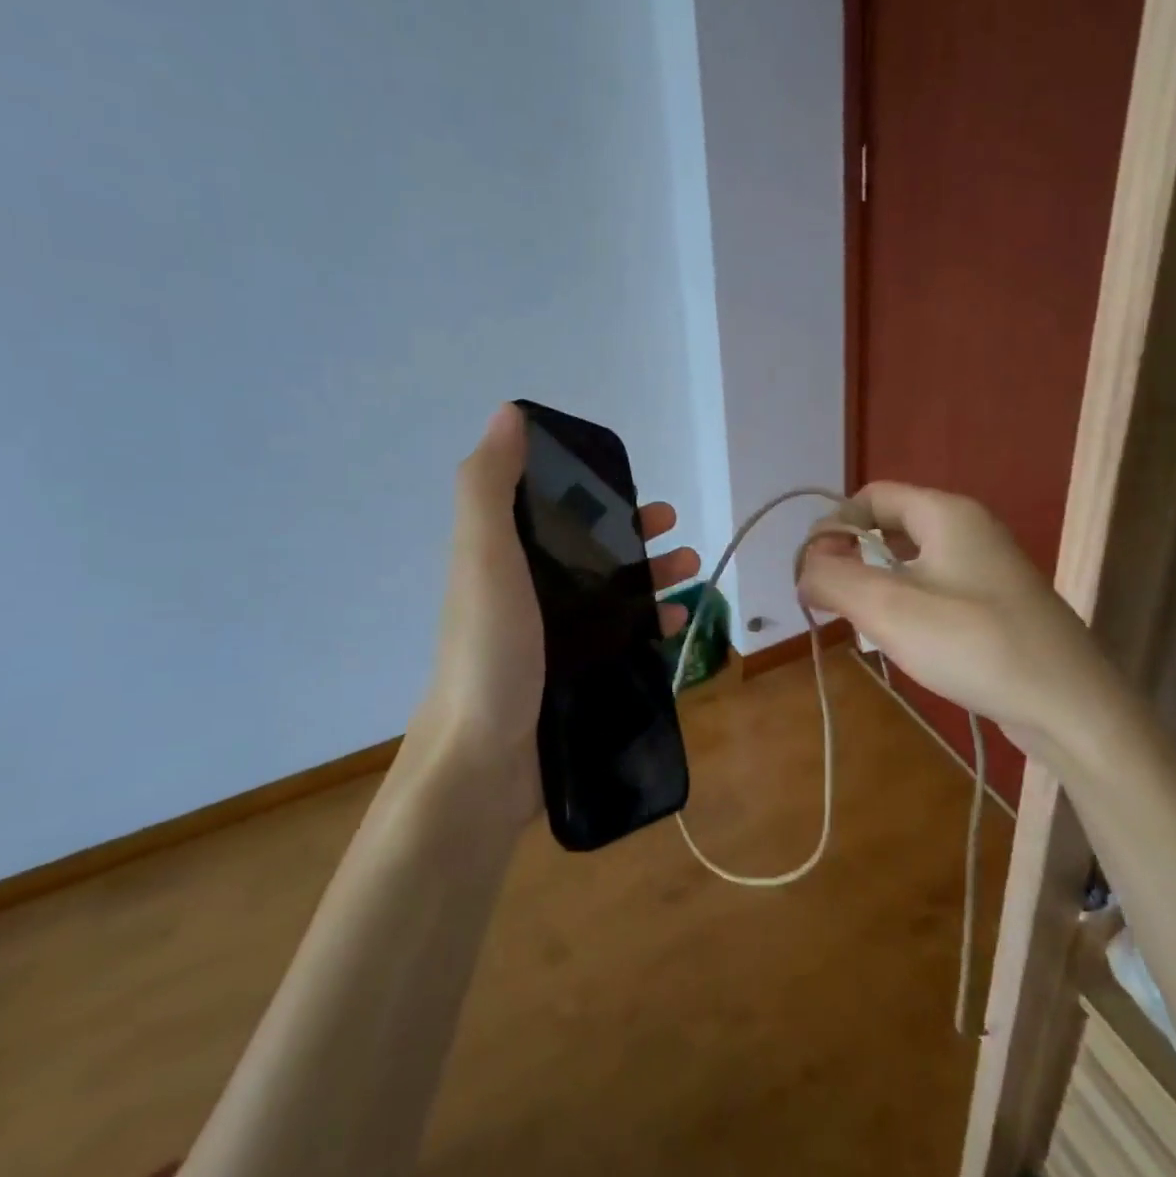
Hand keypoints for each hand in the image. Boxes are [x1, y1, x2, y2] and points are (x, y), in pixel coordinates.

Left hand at [408, 404, 699, 824]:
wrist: (481, 764)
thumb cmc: (488, 651)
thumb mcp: (483, 557)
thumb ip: (490, 486)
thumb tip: (510, 412)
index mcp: (501, 557)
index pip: (548, 506)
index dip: (586, 487)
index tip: (627, 483)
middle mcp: (525, 592)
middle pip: (586, 549)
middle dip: (632, 532)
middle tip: (674, 527)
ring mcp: (550, 639)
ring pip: (609, 592)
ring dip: (651, 575)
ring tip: (694, 570)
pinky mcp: (572, 677)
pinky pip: (620, 638)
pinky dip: (650, 624)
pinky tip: (679, 623)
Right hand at [796, 482, 1119, 751]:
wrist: (1071, 706)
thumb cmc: (975, 644)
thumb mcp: (889, 608)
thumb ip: (834, 579)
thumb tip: (804, 570)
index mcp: (946, 513)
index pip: (871, 496)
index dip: (834, 526)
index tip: (814, 572)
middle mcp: (969, 529)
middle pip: (890, 525)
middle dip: (852, 558)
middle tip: (832, 601)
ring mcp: (987, 567)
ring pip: (911, 560)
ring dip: (877, 585)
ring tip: (861, 624)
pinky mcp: (996, 603)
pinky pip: (935, 587)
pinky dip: (907, 604)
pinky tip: (902, 640)